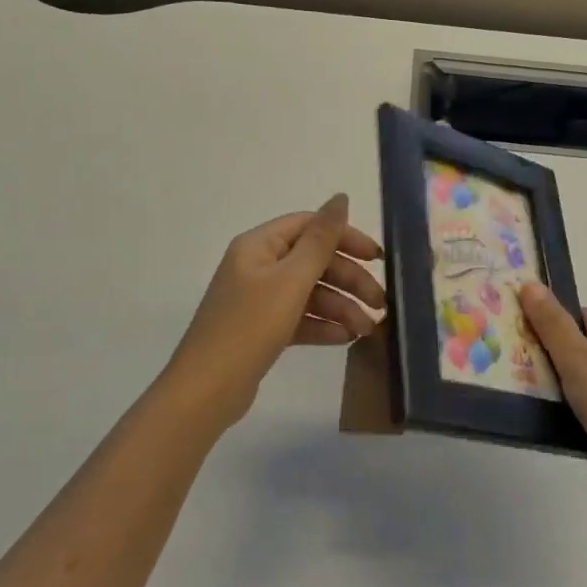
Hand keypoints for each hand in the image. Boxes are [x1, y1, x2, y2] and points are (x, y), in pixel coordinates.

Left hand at [163, 194, 385, 428]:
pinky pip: (299, 318)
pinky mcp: (262, 329)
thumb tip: (341, 197)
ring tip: (367, 330)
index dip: (346, 237)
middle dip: (349, 280)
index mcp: (259, 246)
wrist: (207, 389)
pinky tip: (346, 339)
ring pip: (309, 293)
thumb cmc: (250, 326)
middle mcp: (257, 266)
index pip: (310, 227)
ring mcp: (258, 299)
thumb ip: (321, 240)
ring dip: (341, 307)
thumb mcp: (291, 280)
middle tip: (379, 303)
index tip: (378, 259)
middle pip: (313, 261)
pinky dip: (323, 325)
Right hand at [519, 283, 586, 509]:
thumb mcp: (579, 358)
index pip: (575, 316)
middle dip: (536, 348)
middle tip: (497, 348)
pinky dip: (546, 408)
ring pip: (563, 380)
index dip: (546, 314)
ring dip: (538, 381)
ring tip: (498, 376)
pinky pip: (565, 409)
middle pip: (567, 347)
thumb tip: (529, 283)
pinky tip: (519, 408)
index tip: (511, 317)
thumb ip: (552, 324)